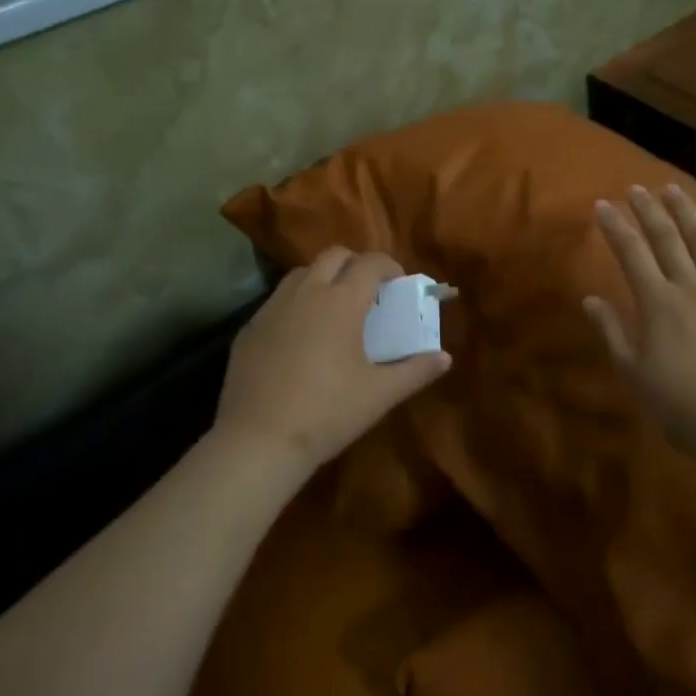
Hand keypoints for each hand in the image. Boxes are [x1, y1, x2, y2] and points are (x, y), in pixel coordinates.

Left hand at [215, 246, 451, 477]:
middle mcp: (306, 292)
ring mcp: (272, 307)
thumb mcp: (380, 394)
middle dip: (356, 264)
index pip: (370, 262)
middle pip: (334, 255)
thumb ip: (416, 371)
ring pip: (302, 272)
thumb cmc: (328, 412)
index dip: (389, 266)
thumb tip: (445, 358)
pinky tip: (301, 336)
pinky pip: (278, 300)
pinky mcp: (250, 328)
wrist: (259, 440)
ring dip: (324, 278)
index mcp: (341, 301)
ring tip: (335, 309)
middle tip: (369, 292)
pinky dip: (297, 303)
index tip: (399, 283)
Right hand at [584, 185, 695, 449]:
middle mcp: (690, 287)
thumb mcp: (632, 372)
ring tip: (674, 190)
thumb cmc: (678, 403)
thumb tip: (590, 300)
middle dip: (648, 210)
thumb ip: (611, 331)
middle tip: (636, 189)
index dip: (615, 227)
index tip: (603, 205)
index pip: (631, 253)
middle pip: (667, 239)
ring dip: (687, 213)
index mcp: (657, 303)